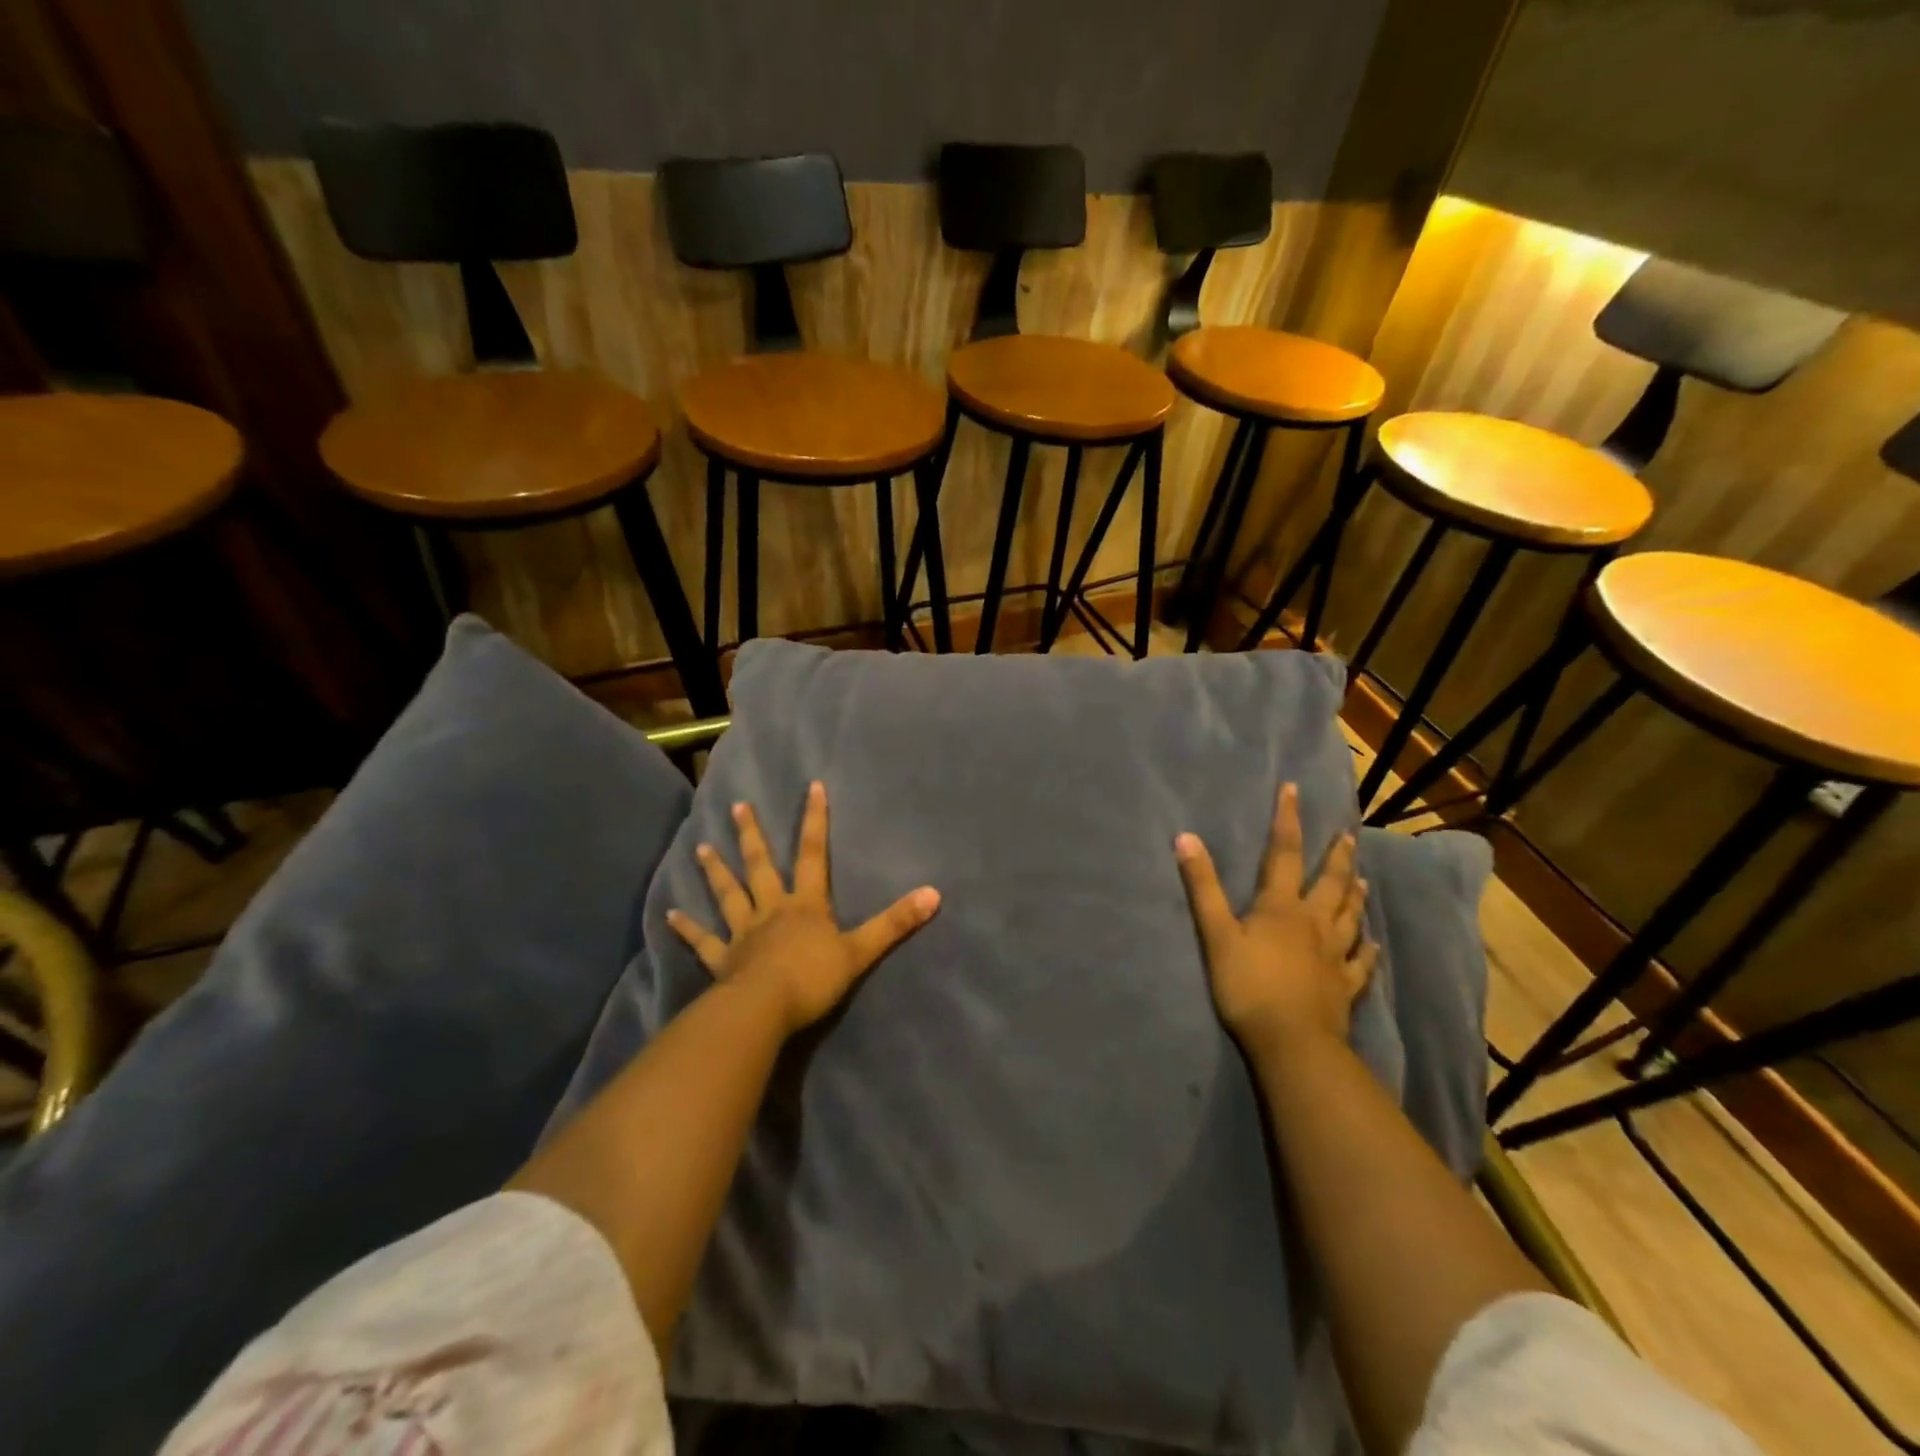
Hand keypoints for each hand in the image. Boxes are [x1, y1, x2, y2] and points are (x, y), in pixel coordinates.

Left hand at [666, 782, 940, 1034]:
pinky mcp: (723, 960)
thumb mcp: (861, 950)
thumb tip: (934, 895)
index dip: (815, 820)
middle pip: (761, 866)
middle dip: (752, 836)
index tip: (812, 787)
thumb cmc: (814, 978)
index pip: (814, 853)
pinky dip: (687, 928)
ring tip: (701, 848)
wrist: (765, 1009)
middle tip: (738, 807)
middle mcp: (772, 909)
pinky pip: (703, 941)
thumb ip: (895, 923)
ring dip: (716, 871)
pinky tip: (669, 915)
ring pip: (729, 895)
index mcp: (806, 904)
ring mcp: (743, 934)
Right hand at [1174, 783, 1377, 1054]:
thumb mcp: (1216, 934)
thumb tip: (1186, 837)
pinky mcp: (1344, 986)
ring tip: (1362, 876)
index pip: (1284, 853)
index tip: (1294, 790)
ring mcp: (1334, 955)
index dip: (1288, 820)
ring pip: (1349, 916)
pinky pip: (1361, 962)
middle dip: (1336, 856)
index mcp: (1281, 907)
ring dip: (1355, 893)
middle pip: (1330, 882)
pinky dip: (1367, 949)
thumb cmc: (1249, 986)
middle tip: (1347, 835)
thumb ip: (1202, 887)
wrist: (1293, 1044)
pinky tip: (1373, 944)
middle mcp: (1313, 923)